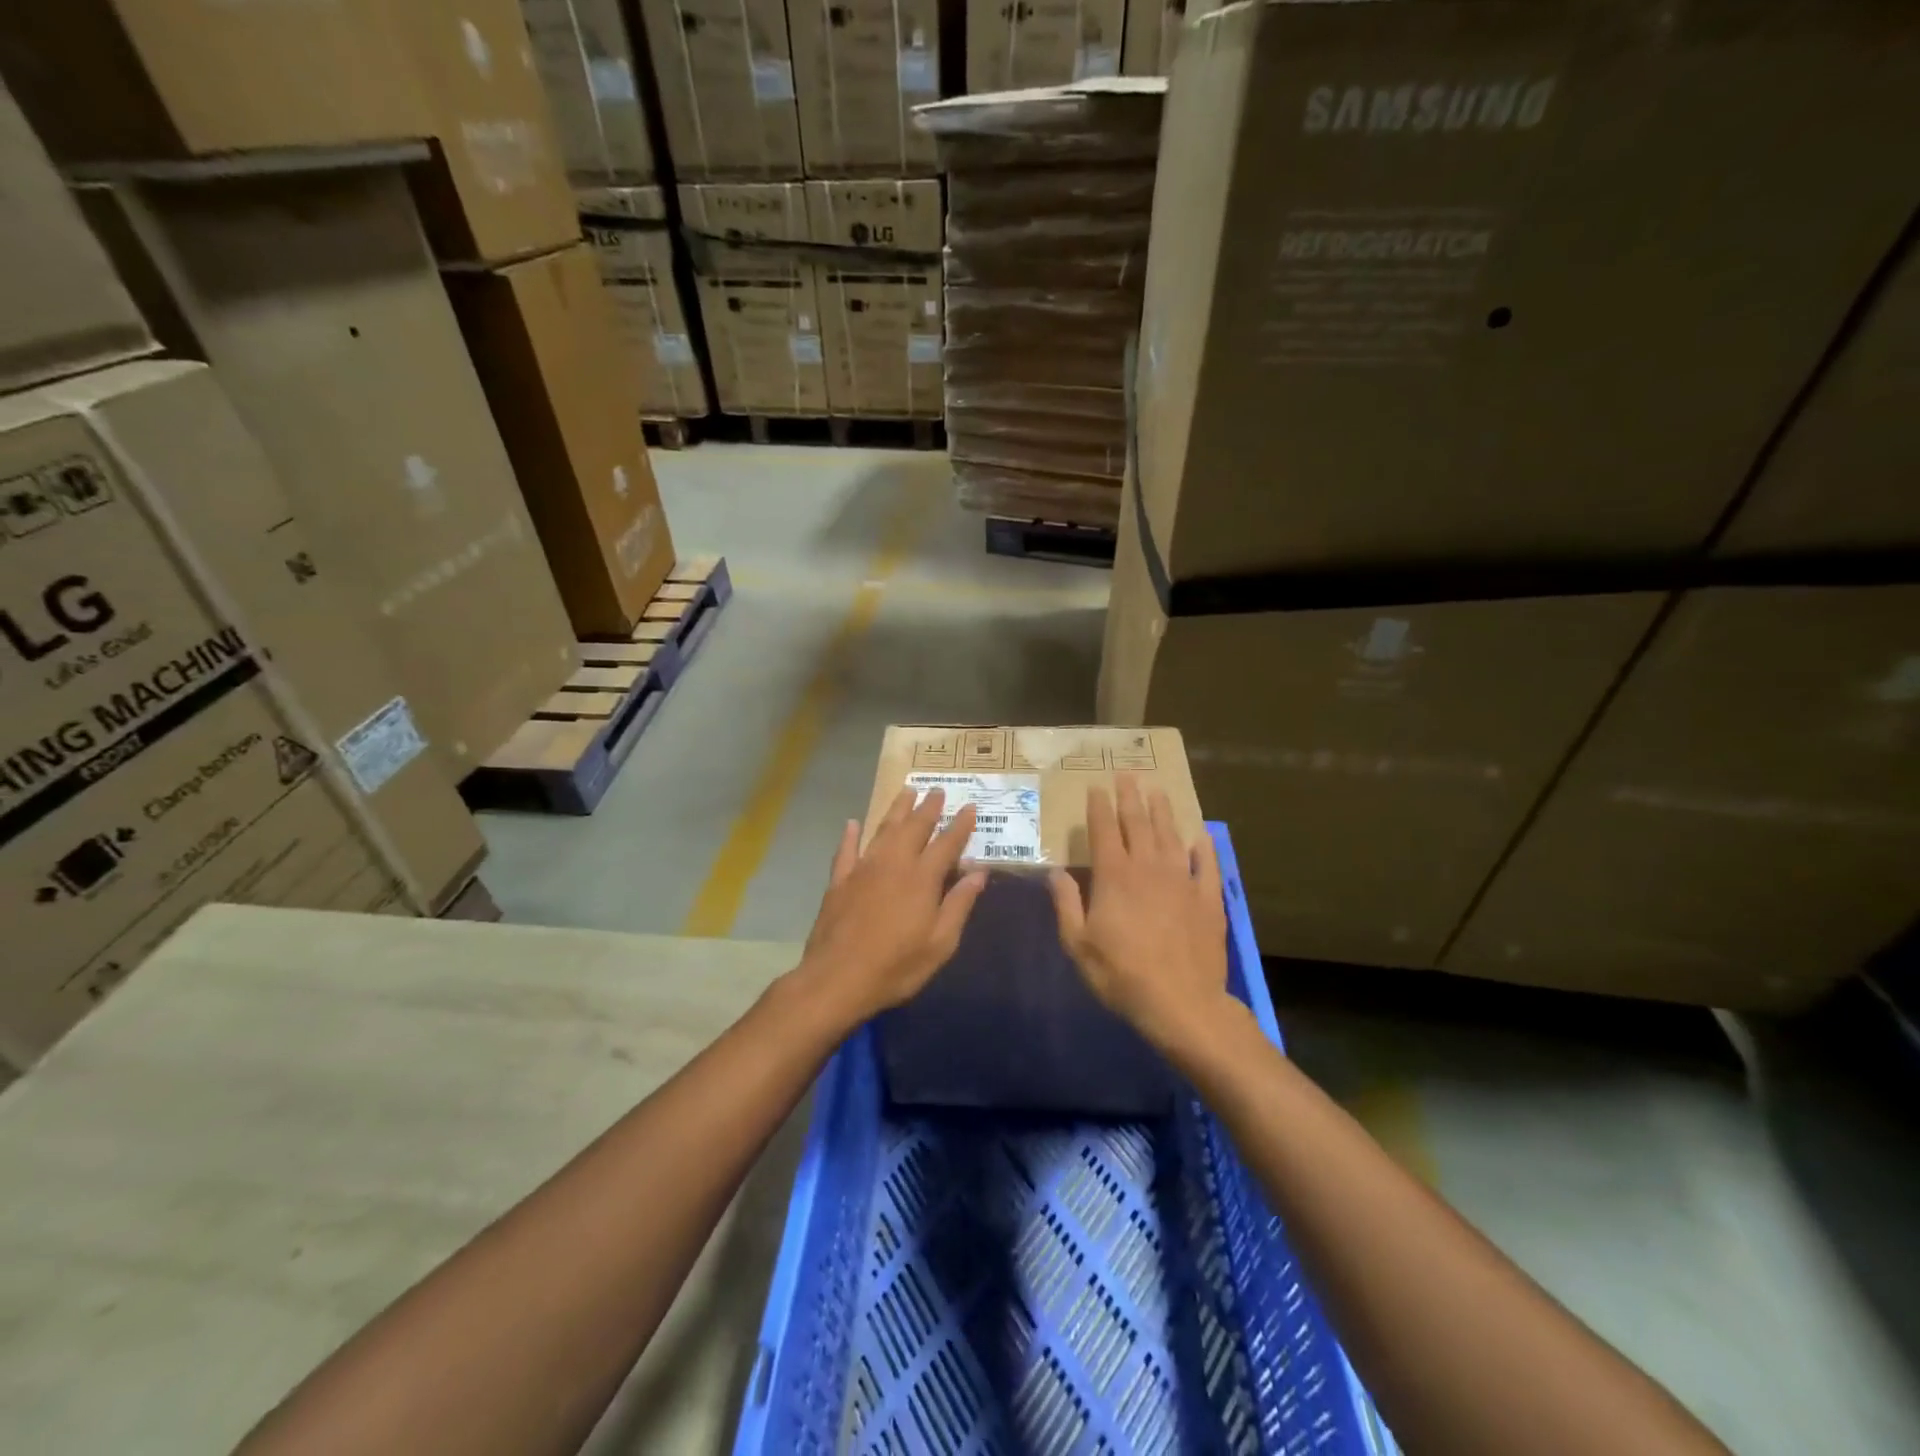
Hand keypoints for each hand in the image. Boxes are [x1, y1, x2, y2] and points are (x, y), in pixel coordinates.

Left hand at [795, 787, 987, 1026]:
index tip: (969, 807)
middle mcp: (893, 863)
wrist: (837, 979)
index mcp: (922, 878)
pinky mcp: (839, 881)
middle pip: (914, 827)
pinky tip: (852, 823)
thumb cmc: (896, 966)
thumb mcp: (940, 943)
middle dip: (928, 807)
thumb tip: (979, 872)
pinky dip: (850, 835)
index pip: (946, 843)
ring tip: (907, 791)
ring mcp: (863, 869)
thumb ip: (959, 904)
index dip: (960, 825)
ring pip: (883, 830)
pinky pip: (846, 850)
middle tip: (938, 790)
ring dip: (897, 810)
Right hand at [1048, 775, 1232, 1051]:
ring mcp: (1181, 880)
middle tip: (1127, 775)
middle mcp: (1147, 867)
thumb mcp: (1078, 944)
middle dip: (1130, 797)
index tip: (1096, 787)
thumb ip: (1066, 904)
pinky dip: (1203, 847)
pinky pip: (1206, 864)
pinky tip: (1200, 835)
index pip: (1104, 830)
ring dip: (1162, 811)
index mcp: (1114, 876)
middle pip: (1138, 823)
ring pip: (1171, 835)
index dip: (1099, 806)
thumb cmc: (1121, 974)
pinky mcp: (1208, 898)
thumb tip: (1056, 872)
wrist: (1181, 1003)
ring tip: (1158, 791)